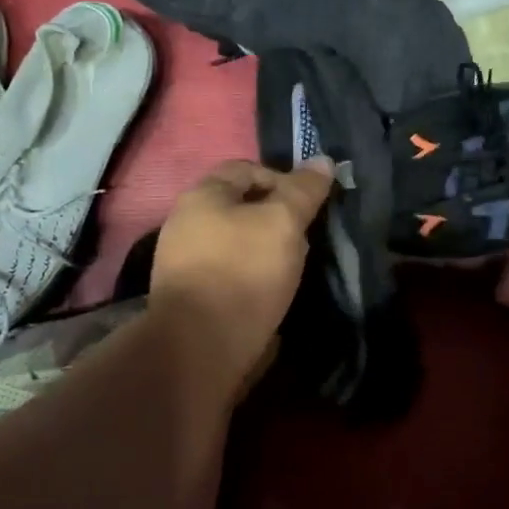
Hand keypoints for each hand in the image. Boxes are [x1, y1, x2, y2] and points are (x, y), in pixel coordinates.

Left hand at [150, 158, 335, 386]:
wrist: (201, 348)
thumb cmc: (244, 273)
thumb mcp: (282, 223)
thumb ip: (303, 191)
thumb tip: (323, 159)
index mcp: (202, 195)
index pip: (248, 169)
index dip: (284, 179)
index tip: (310, 206)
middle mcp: (186, 222)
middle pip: (242, 206)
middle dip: (277, 218)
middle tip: (304, 239)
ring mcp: (184, 262)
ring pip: (238, 241)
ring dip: (268, 249)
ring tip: (293, 268)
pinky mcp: (192, 296)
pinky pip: (230, 272)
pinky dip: (253, 275)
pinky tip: (271, 293)